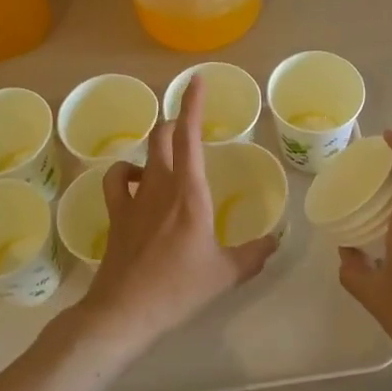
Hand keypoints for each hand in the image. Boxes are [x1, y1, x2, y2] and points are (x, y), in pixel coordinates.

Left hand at [77, 75, 279, 352]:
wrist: (125, 310)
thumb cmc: (179, 288)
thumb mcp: (226, 274)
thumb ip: (254, 254)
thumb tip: (275, 240)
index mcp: (190, 192)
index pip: (189, 136)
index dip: (192, 104)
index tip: (196, 80)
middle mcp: (160, 185)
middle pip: (162, 136)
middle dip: (176, 122)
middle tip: (190, 126)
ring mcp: (134, 198)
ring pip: (141, 154)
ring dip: (155, 147)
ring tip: (168, 154)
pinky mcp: (116, 214)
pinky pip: (116, 179)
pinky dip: (126, 172)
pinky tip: (136, 181)